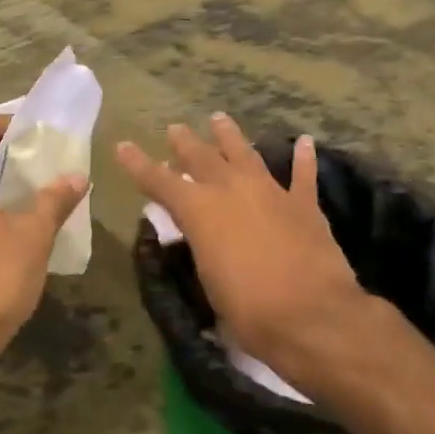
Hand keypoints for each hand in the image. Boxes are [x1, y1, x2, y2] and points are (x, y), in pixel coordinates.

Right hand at [115, 116, 370, 387]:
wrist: (311, 314)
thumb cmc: (249, 310)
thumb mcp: (208, 280)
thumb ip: (202, 248)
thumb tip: (200, 236)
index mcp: (200, 211)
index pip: (160, 181)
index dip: (138, 164)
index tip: (123, 146)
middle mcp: (232, 190)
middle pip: (202, 158)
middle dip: (185, 143)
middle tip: (175, 128)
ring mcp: (270, 192)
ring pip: (246, 154)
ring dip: (230, 136)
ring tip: (220, 119)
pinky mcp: (304, 205)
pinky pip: (302, 175)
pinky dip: (303, 158)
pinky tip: (305, 142)